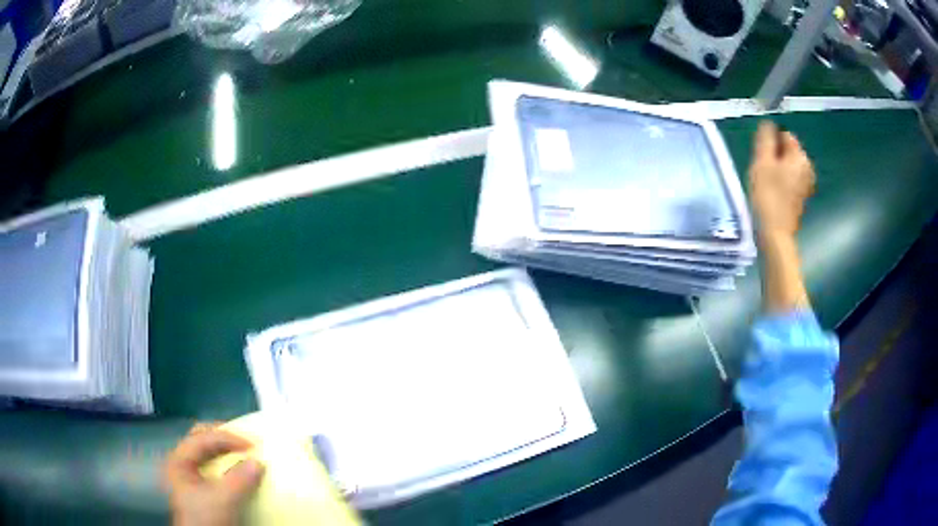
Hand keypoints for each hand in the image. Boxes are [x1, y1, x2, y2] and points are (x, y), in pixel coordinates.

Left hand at [164, 423, 264, 525]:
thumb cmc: (206, 519)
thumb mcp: (224, 501)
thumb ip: (240, 480)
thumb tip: (258, 462)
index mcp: (178, 460)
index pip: (202, 437)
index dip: (227, 437)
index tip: (252, 445)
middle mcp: (179, 463)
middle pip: (200, 438)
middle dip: (223, 437)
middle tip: (245, 442)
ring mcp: (187, 475)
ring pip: (205, 451)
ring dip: (225, 449)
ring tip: (244, 452)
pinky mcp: (197, 487)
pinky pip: (210, 465)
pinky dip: (225, 462)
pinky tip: (237, 468)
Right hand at [749, 121, 814, 240]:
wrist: (775, 234)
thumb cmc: (768, 196)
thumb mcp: (762, 161)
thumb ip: (766, 138)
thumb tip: (768, 124)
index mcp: (800, 157)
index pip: (784, 135)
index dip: (771, 143)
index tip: (763, 159)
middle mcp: (807, 168)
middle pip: (786, 151)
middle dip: (774, 157)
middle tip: (763, 173)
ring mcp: (806, 184)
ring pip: (787, 165)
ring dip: (776, 170)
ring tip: (766, 184)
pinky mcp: (801, 197)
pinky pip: (789, 179)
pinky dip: (781, 182)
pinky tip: (773, 194)